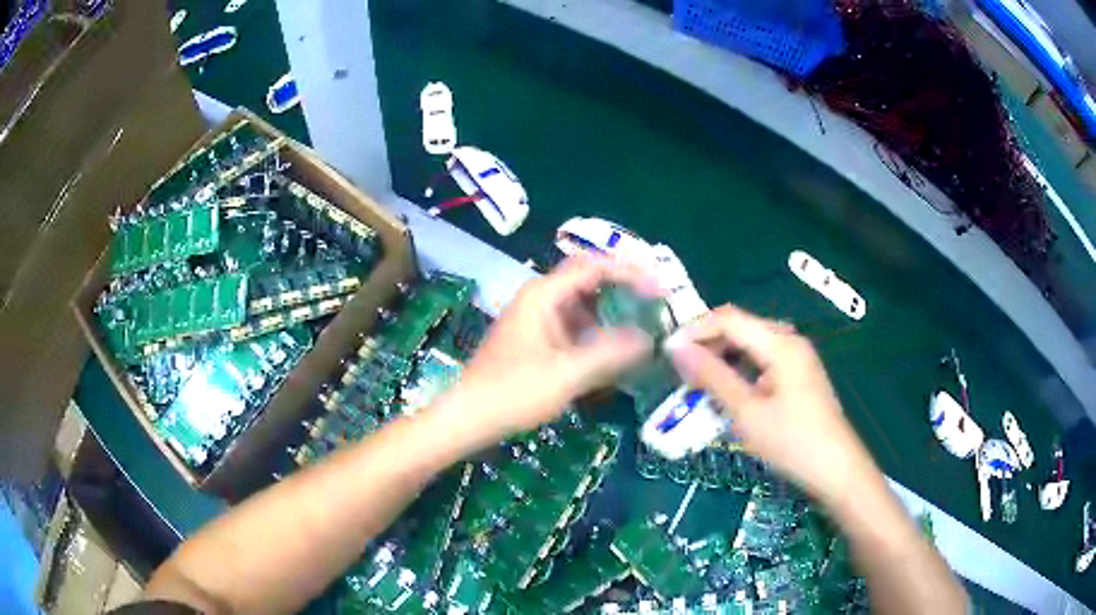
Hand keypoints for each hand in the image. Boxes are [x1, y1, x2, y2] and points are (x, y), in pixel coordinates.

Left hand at [440, 255, 659, 445]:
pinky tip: (615, 351)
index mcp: (543, 295)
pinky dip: (597, 333)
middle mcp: (540, 299)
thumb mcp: (567, 374)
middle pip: (589, 280)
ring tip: (644, 327)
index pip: (594, 266)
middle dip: (623, 289)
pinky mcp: (537, 340)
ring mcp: (537, 319)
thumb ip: (610, 353)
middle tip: (656, 304)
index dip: (630, 273)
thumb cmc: (513, 392)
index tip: (661, 289)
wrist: (468, 416)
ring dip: (612, 313)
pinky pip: (574, 326)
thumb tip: (649, 339)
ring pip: (583, 305)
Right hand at [666, 305, 876, 505]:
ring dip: (722, 359)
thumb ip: (712, 376)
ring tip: (697, 384)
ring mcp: (796, 357)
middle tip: (679, 372)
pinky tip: (726, 393)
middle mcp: (789, 340)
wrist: (836, 470)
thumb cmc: (791, 442)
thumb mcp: (746, 412)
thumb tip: (676, 348)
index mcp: (779, 343)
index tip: (666, 352)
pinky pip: (762, 361)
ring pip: (750, 345)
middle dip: (707, 344)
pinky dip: (739, 371)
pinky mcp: (798, 375)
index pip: (728, 318)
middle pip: (740, 328)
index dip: (694, 329)